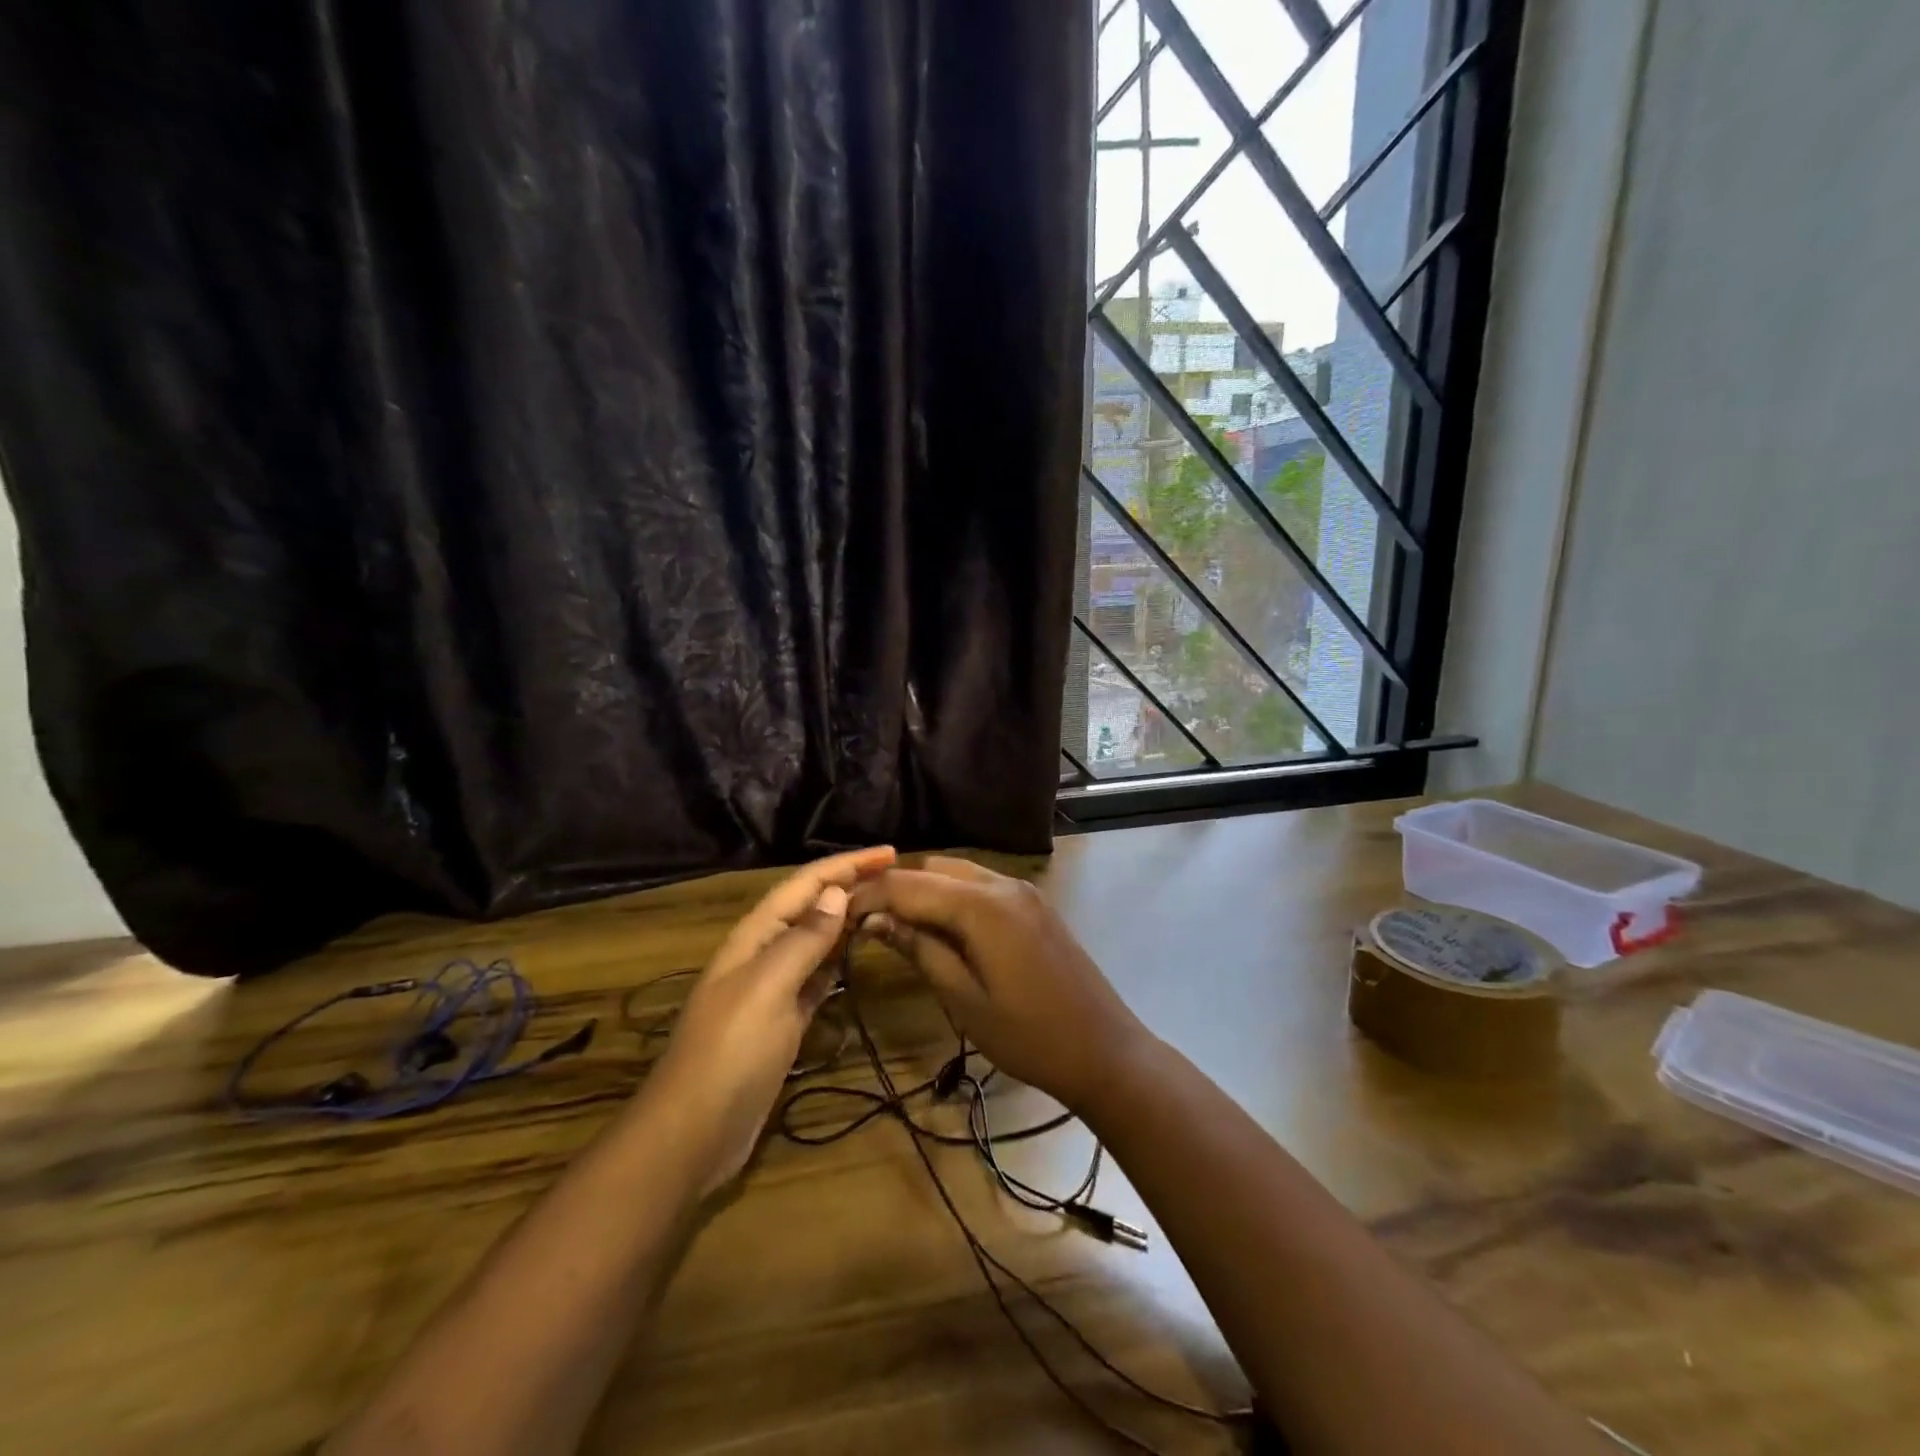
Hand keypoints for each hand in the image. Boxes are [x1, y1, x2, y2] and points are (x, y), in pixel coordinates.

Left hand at [649, 845, 895, 1193]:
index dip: (847, 864)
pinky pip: (815, 978)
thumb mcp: (767, 988)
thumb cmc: (730, 1052)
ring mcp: (771, 990)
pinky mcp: (781, 1022)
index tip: (891, 852)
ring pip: (814, 941)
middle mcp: (763, 954)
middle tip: (897, 878)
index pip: (806, 884)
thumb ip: (803, 940)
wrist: (692, 1134)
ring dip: (846, 920)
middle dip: (849, 885)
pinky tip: (856, 958)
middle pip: (811, 907)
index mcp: (755, 936)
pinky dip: (836, 962)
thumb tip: (837, 893)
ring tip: (885, 906)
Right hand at [848, 857, 1151, 1111]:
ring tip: (894, 924)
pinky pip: (981, 885)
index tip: (837, 913)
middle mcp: (1003, 884)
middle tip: (863, 921)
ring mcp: (1023, 891)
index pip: (909, 885)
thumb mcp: (964, 999)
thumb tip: (875, 920)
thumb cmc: (1029, 1036)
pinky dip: (952, 896)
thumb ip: (920, 950)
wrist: (1104, 1050)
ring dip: (923, 890)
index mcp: (982, 906)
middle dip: (895, 888)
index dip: (869, 895)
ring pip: (957, 873)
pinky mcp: (1034, 904)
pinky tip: (938, 926)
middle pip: (933, 869)